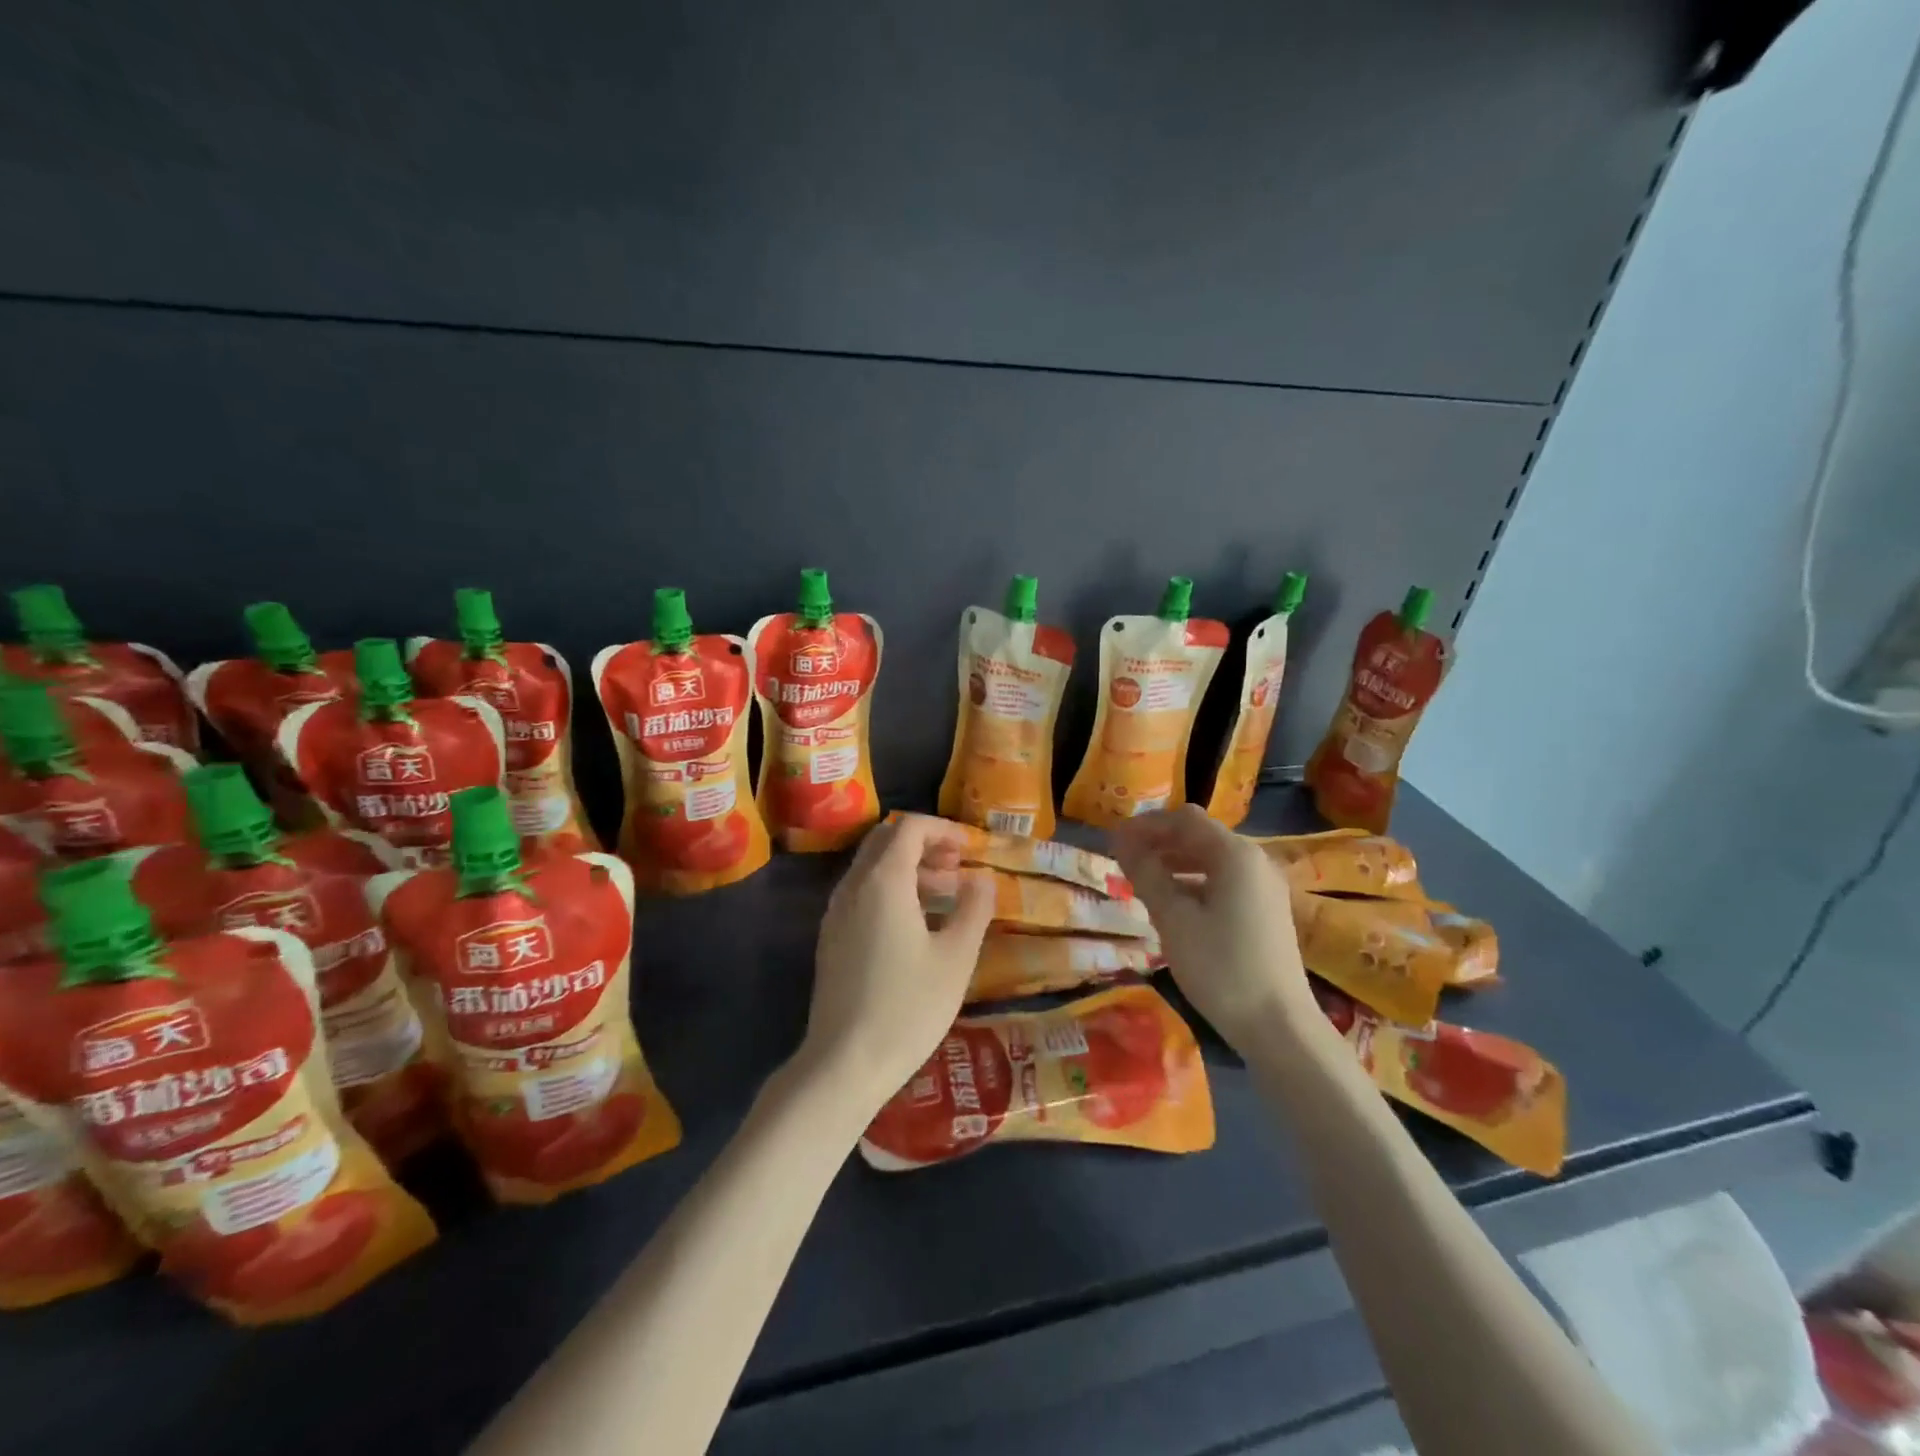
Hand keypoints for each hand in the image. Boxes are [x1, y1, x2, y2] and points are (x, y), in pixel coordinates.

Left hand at [797, 814, 994, 1115]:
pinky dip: (890, 889)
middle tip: (958, 865)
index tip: (970, 848)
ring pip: (872, 867)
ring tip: (946, 893)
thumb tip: (982, 878)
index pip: (909, 827)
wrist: (845, 1062)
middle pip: (886, 840)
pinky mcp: (831, 937)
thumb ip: (974, 909)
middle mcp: (853, 886)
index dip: (942, 829)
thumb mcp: (956, 958)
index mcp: (884, 881)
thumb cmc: (908, 1007)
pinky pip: (862, 892)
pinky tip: (916, 923)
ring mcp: (836, 912)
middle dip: (924, 843)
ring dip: (908, 867)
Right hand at [1109, 806, 1318, 1053]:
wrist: (1279, 1027)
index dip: (1146, 825)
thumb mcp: (1173, 918)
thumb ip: (1146, 873)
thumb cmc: (1221, 968)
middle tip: (1123, 860)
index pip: (1184, 819)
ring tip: (1141, 880)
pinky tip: (1172, 903)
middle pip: (1199, 835)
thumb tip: (1121, 841)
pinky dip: (1194, 881)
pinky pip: (1224, 880)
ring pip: (1211, 858)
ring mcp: (1264, 886)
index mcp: (1235, 854)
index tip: (1113, 840)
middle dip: (1159, 842)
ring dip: (1174, 861)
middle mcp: (1255, 860)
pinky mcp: (1266, 910)